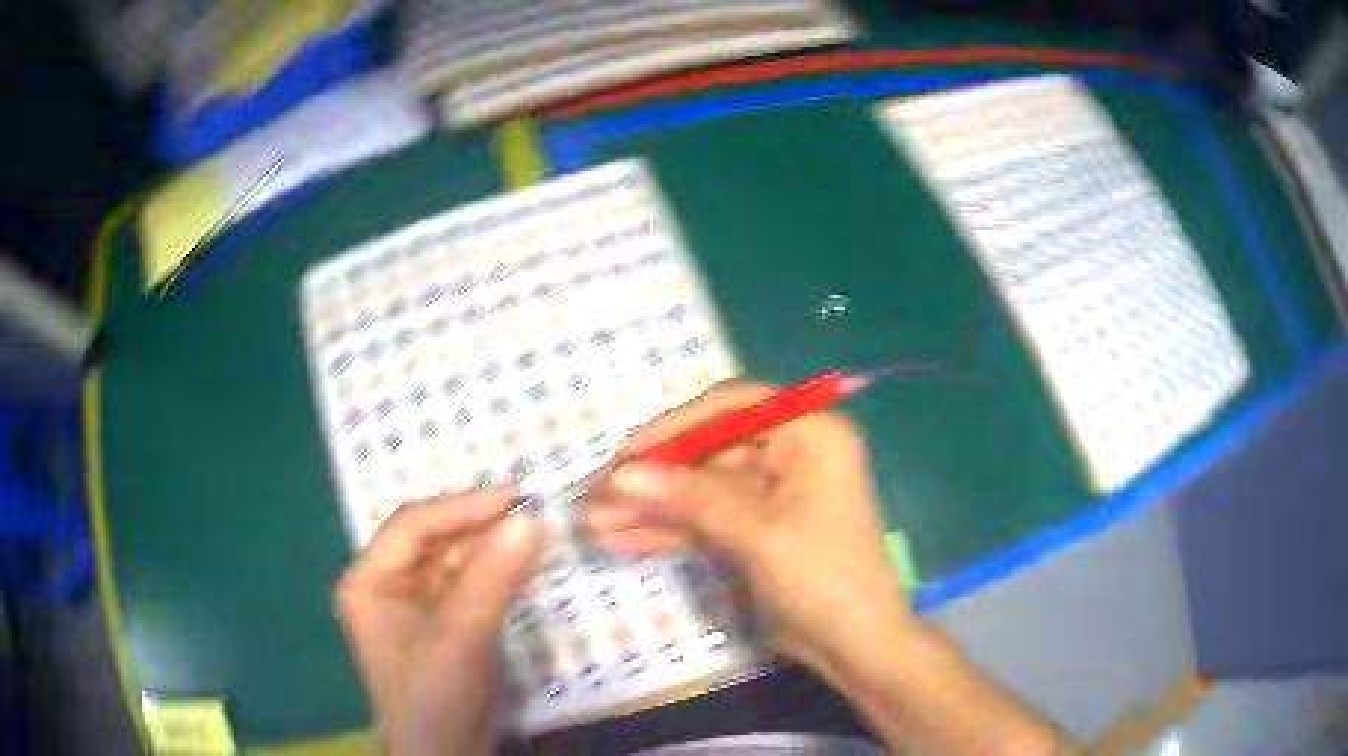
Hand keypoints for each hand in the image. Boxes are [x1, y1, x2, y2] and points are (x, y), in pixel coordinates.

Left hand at [335, 487, 542, 755]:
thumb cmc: (434, 697)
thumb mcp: (458, 636)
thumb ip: (491, 577)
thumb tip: (530, 519)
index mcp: (370, 580)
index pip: (413, 526)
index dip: (463, 506)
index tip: (515, 497)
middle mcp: (388, 586)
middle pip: (435, 541)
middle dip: (480, 527)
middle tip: (531, 513)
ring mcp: (416, 607)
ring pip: (456, 562)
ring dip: (492, 549)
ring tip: (534, 534)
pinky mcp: (444, 626)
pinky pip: (470, 587)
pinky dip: (496, 575)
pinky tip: (523, 565)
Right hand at [586, 382, 915, 682]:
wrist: (854, 646)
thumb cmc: (822, 577)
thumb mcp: (756, 533)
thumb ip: (688, 498)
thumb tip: (619, 474)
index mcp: (809, 435)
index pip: (733, 407)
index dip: (676, 425)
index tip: (627, 452)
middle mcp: (791, 456)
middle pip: (708, 454)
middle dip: (653, 478)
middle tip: (595, 494)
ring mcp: (771, 497)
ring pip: (700, 492)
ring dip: (651, 508)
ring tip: (594, 523)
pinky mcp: (755, 532)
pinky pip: (705, 522)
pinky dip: (668, 532)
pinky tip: (621, 541)